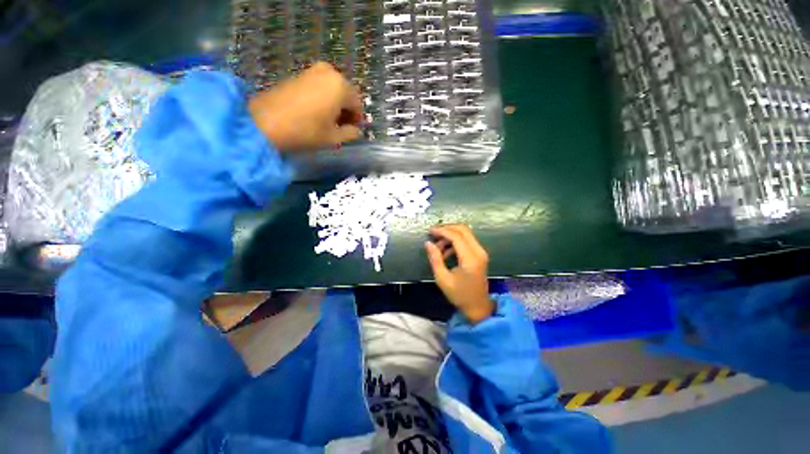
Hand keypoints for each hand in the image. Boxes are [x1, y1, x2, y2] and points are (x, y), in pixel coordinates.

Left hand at [248, 62, 363, 151]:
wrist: (265, 121)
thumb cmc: (306, 130)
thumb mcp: (333, 137)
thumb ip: (350, 133)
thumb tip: (356, 131)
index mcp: (341, 86)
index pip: (358, 104)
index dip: (357, 119)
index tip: (352, 131)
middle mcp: (330, 72)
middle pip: (346, 94)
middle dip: (346, 110)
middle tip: (340, 126)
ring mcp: (313, 70)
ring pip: (333, 89)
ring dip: (335, 104)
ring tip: (328, 121)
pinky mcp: (300, 73)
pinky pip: (320, 86)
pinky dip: (323, 98)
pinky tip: (316, 112)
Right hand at [425, 224, 493, 323]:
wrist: (478, 306)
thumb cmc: (459, 295)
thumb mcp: (443, 279)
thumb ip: (435, 259)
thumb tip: (428, 243)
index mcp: (470, 259)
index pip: (456, 236)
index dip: (442, 231)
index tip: (430, 231)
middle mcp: (478, 252)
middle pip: (463, 230)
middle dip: (447, 229)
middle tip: (433, 234)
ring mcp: (481, 252)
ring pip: (465, 233)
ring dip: (451, 235)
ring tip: (438, 247)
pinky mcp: (480, 254)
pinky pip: (467, 240)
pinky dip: (456, 241)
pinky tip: (446, 251)